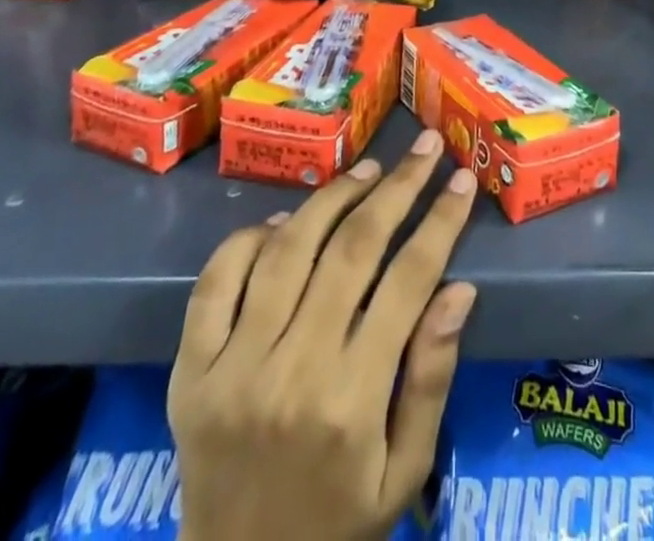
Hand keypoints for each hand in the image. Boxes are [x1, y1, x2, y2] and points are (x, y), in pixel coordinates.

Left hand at [169, 131, 478, 540]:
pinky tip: (284, 221)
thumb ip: (432, 377)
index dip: (440, 222)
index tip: (462, 180)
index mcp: (351, 402)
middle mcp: (292, 372)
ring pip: (289, 249)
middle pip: (353, 250)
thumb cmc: (338, 524)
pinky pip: (218, 279)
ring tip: (368, 172)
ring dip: (333, 198)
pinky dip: (250, 237)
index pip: (408, 282)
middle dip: (397, 189)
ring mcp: (232, 367)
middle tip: (425, 149)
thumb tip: (458, 288)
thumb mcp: (404, 471)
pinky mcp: (190, 369)